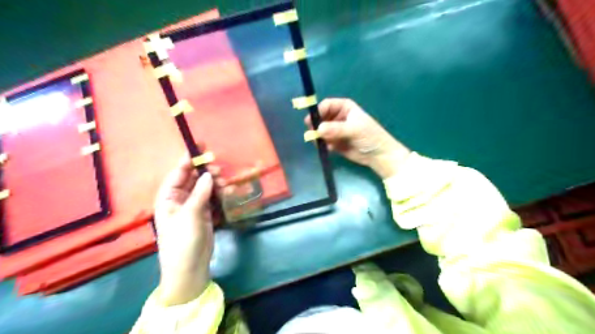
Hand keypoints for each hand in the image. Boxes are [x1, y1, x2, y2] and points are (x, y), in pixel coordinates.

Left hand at [154, 158, 215, 304]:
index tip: (201, 148)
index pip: (177, 174)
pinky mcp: (205, 214)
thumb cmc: (182, 242)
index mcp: (168, 198)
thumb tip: (208, 174)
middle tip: (220, 169)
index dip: (188, 160)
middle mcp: (180, 199)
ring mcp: (194, 207)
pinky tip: (229, 191)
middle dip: (205, 172)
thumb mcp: (189, 216)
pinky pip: (213, 198)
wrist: (190, 268)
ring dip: (215, 183)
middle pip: (193, 179)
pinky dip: (220, 194)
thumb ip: (200, 194)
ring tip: (226, 182)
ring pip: (205, 188)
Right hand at [304, 98, 411, 178]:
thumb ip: (336, 129)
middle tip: (312, 133)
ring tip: (321, 143)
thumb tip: (318, 129)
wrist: (378, 155)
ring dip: (318, 136)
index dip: (318, 111)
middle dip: (315, 125)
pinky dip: (323, 144)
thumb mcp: (354, 130)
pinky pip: (323, 141)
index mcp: (344, 107)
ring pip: (320, 130)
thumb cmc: (370, 136)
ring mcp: (335, 130)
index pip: (326, 105)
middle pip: (320, 117)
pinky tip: (330, 149)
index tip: (311, 121)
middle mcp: (338, 117)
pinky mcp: (334, 142)